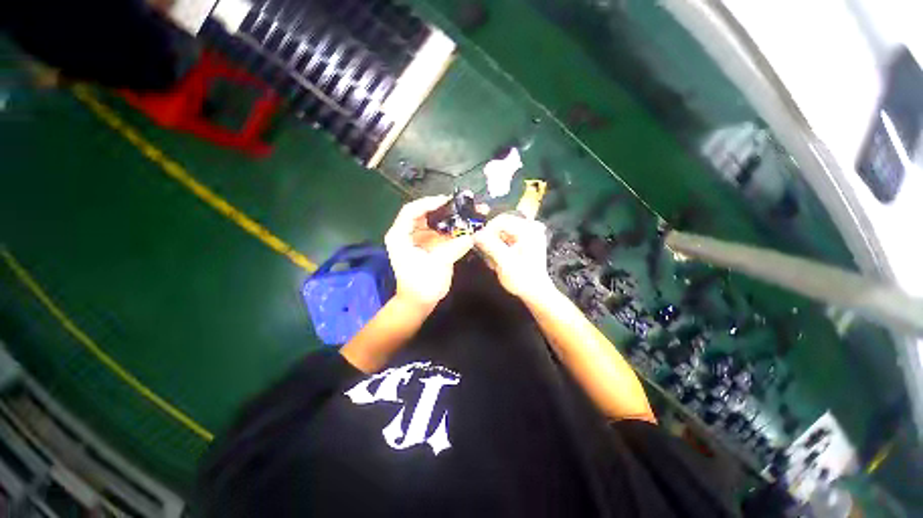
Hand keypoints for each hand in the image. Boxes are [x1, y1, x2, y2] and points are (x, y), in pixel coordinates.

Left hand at [385, 196, 474, 308]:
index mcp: (400, 235)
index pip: (412, 210)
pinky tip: (467, 224)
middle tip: (463, 203)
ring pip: (435, 221)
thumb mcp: (437, 265)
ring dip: (451, 216)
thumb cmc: (421, 285)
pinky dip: (453, 228)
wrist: (419, 303)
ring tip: (469, 210)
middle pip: (425, 213)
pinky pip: (441, 232)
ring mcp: (419, 239)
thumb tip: (472, 235)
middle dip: (445, 208)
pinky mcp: (429, 245)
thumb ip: (455, 248)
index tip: (448, 201)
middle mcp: (408, 233)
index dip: (429, 203)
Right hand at [474, 214, 555, 301]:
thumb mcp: (504, 262)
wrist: (535, 291)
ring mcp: (529, 233)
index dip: (487, 230)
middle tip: (485, 252)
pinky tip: (498, 257)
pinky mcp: (526, 240)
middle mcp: (530, 227)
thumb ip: (490, 246)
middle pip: (501, 224)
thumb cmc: (522, 279)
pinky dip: (499, 245)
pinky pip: (506, 237)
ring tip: (493, 259)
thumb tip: (475, 235)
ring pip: (502, 231)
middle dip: (491, 238)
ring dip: (494, 243)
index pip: (501, 220)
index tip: (478, 242)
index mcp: (528, 230)